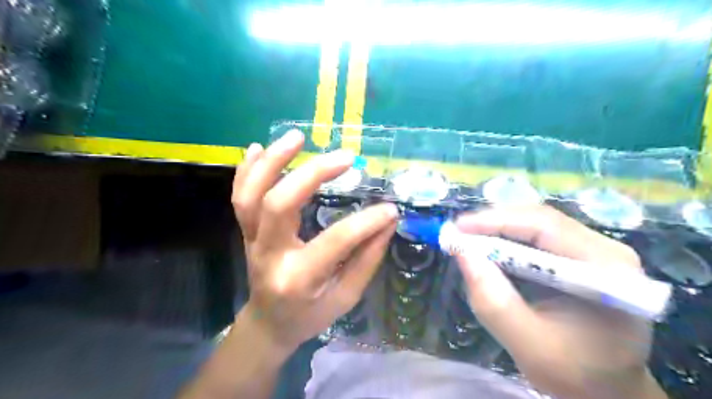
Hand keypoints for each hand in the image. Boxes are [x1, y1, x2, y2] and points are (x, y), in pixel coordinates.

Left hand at [234, 131, 399, 354]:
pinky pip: (239, 197)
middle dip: (313, 174)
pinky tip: (259, 148)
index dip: (366, 222)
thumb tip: (388, 221)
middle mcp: (269, 254)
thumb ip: (367, 260)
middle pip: (279, 204)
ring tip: (297, 136)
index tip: (389, 208)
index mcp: (298, 278)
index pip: (335, 241)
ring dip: (273, 161)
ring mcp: (252, 240)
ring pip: (251, 195)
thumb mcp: (345, 298)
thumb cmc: (310, 314)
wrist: (268, 323)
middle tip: (345, 157)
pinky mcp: (246, 231)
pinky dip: (248, 170)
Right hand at [453, 206, 665, 398]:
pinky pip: (541, 235)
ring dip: (500, 227)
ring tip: (469, 236)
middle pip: (542, 219)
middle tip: (459, 231)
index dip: (497, 221)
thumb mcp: (527, 344)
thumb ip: (493, 301)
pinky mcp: (584, 254)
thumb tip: (461, 253)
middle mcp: (608, 250)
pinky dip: (510, 237)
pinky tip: (491, 246)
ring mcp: (598, 250)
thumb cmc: (574, 374)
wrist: (608, 389)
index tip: (458, 227)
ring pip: (539, 223)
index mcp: (607, 271)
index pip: (545, 227)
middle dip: (495, 222)